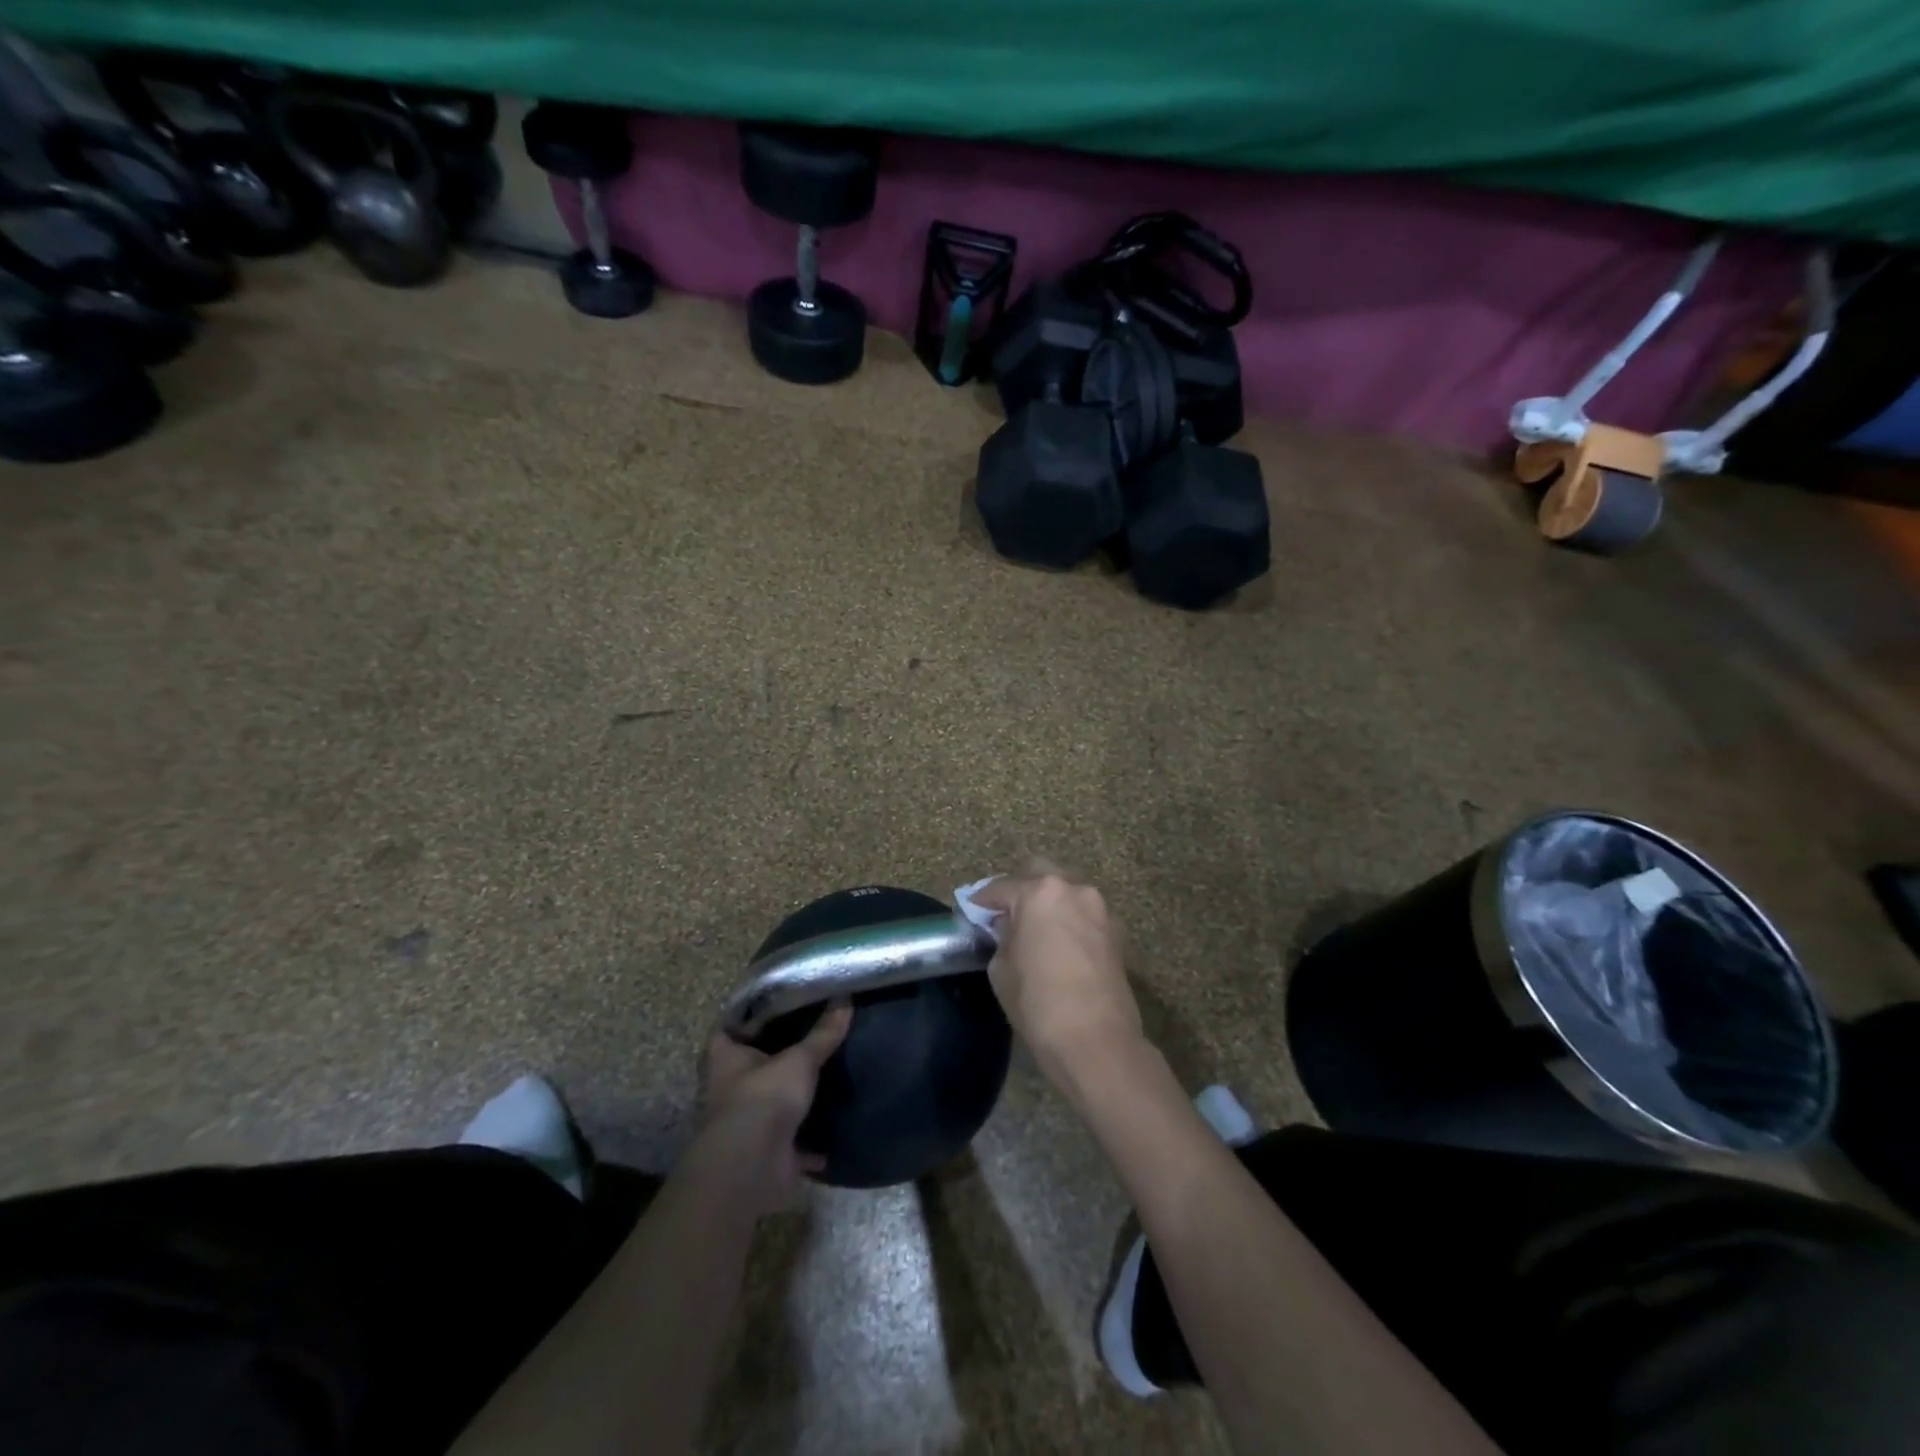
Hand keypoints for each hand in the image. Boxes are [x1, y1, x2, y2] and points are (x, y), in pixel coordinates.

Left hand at [696, 1003, 851, 1216]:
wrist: (752, 1166)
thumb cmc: (764, 1097)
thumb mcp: (800, 1059)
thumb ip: (823, 1033)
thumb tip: (845, 997)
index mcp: (727, 1059)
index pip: (729, 1029)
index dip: (747, 1019)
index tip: (774, 1006)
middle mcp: (731, 1090)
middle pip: (753, 1068)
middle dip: (777, 1059)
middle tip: (810, 1038)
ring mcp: (748, 1124)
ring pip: (773, 1105)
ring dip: (794, 1100)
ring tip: (827, 1078)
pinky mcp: (768, 1153)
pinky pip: (795, 1145)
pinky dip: (813, 1144)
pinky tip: (835, 1130)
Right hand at [971, 871, 1143, 1078]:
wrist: (1096, 1040)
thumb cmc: (1038, 1002)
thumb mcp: (1000, 968)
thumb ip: (1002, 936)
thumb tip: (1008, 927)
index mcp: (1039, 893)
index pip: (1001, 887)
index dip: (982, 900)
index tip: (972, 910)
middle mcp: (1073, 889)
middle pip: (1039, 874)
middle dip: (1019, 888)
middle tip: (1004, 912)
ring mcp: (1099, 908)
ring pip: (1065, 891)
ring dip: (1047, 901)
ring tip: (1032, 927)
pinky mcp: (1115, 931)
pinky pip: (1083, 913)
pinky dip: (1068, 918)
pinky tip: (1057, 941)